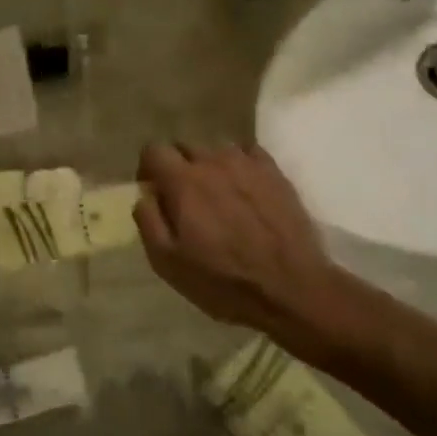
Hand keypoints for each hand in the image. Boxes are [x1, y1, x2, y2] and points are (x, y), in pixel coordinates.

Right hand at [133, 141, 339, 339]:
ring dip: (209, 167)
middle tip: (184, 199)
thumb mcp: (168, 262)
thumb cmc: (222, 280)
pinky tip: (244, 190)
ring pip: (217, 150)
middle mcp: (213, 162)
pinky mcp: (275, 172)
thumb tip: (145, 196)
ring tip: (218, 196)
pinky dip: (239, 165)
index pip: (153, 150)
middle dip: (177, 167)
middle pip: (184, 147)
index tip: (153, 191)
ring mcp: (248, 164)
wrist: (291, 288)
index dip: (147, 168)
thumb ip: (149, 221)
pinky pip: (248, 153)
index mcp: (183, 181)